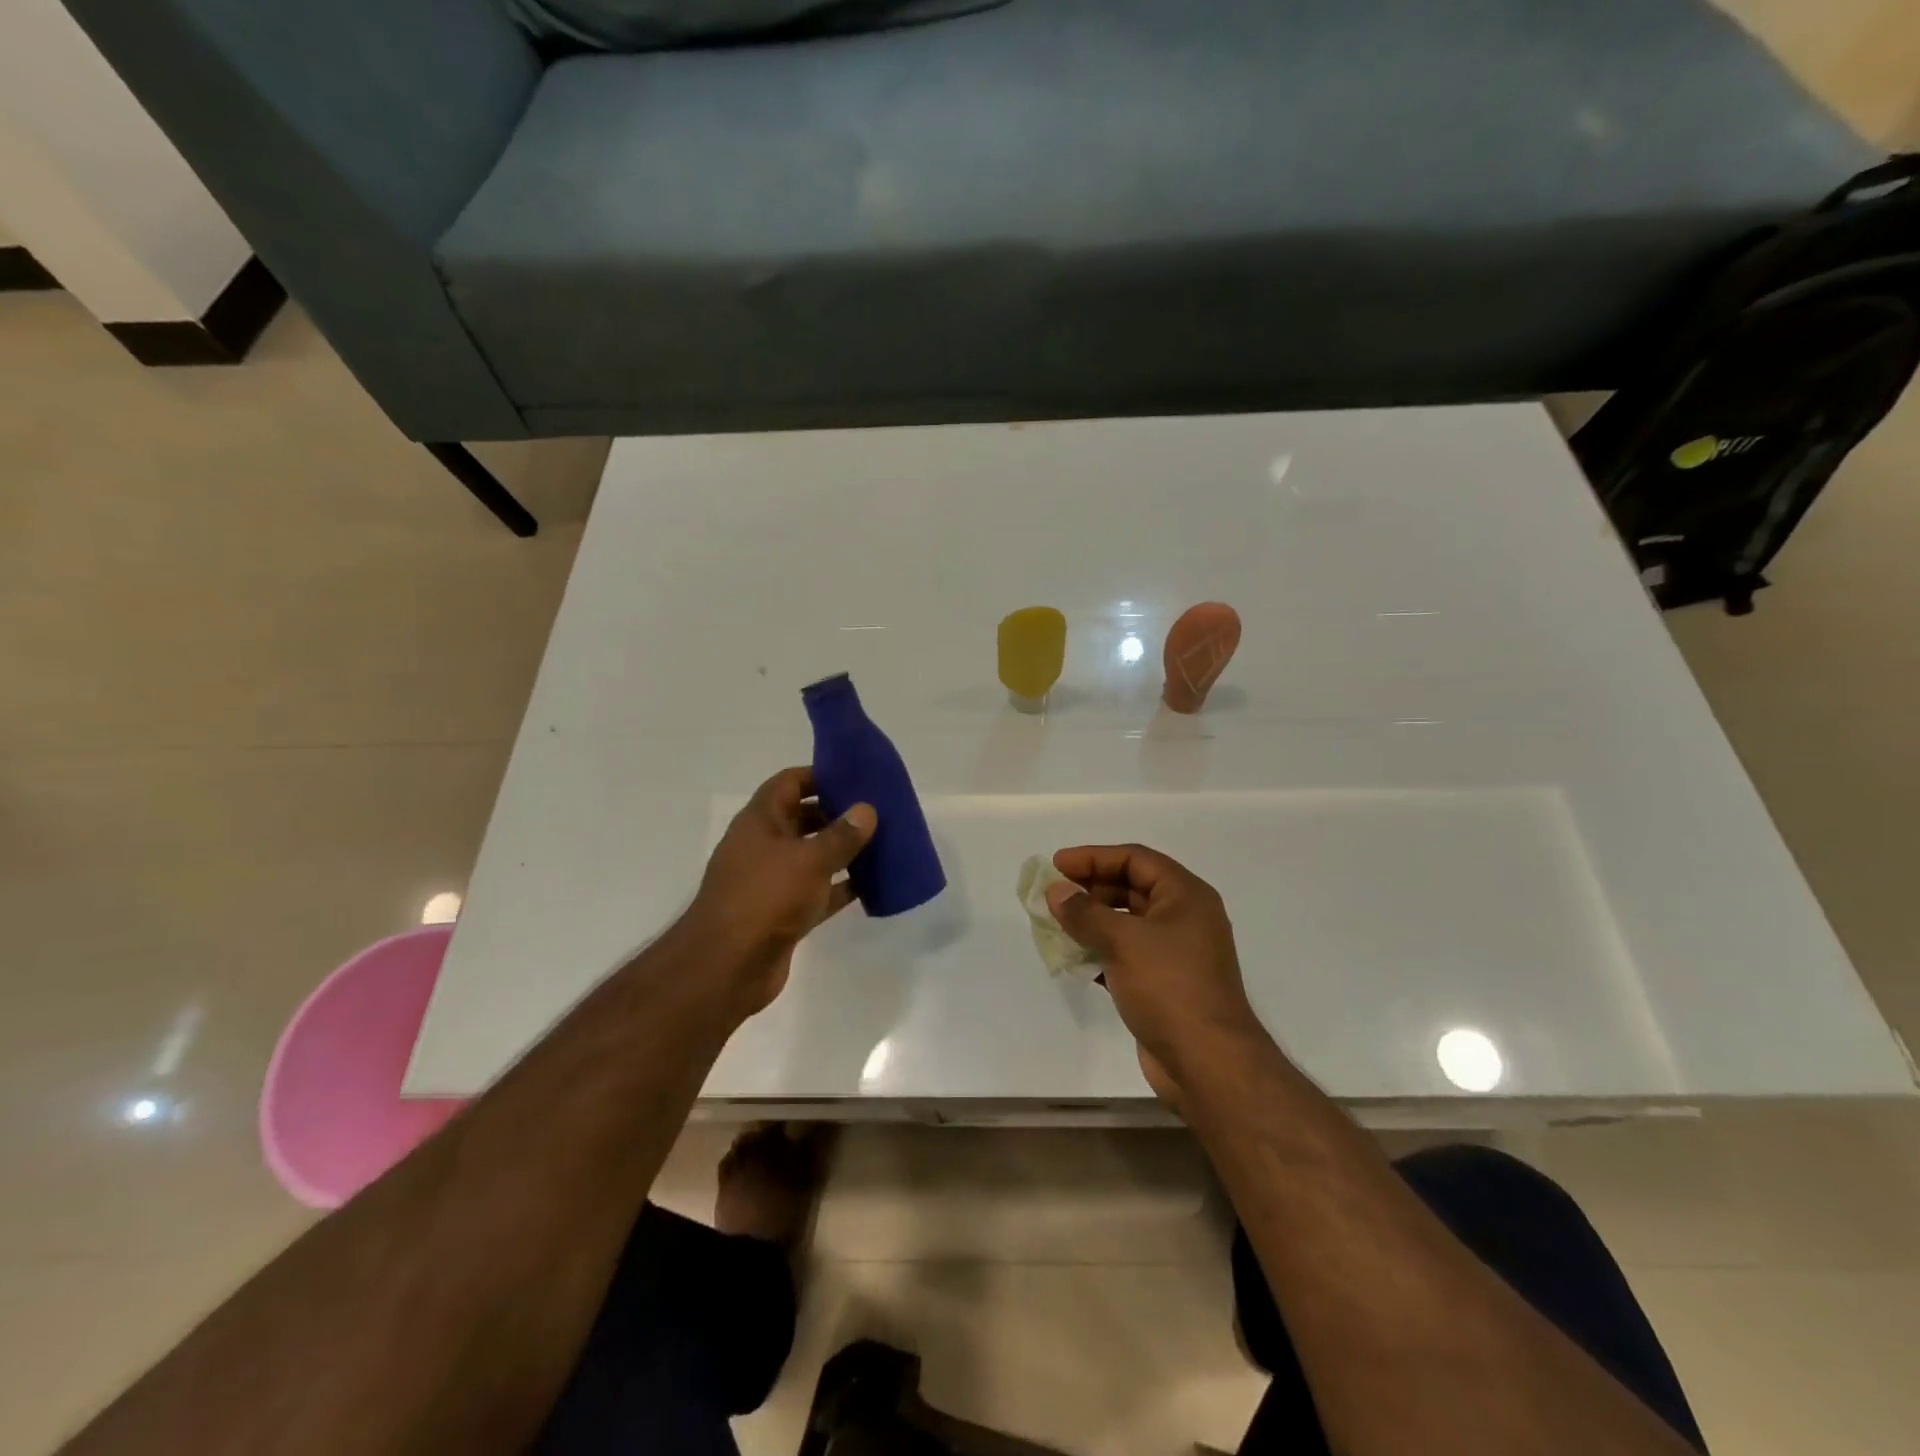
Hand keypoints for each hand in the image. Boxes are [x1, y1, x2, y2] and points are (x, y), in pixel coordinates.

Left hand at [687, 767, 876, 1015]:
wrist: (728, 967)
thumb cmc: (766, 898)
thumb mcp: (810, 859)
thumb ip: (842, 834)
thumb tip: (866, 810)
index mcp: (760, 821)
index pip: (789, 783)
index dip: (819, 775)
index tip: (855, 776)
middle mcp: (763, 846)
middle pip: (802, 818)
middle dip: (836, 814)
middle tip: (876, 811)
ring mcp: (772, 882)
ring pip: (812, 856)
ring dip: (842, 851)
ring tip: (882, 843)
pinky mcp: (783, 914)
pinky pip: (817, 892)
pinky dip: (840, 887)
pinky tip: (872, 884)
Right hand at [1045, 844, 1264, 1106]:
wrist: (1207, 1063)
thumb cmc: (1169, 987)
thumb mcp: (1123, 941)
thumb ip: (1085, 912)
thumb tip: (1056, 891)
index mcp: (1186, 895)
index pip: (1135, 859)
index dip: (1094, 857)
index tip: (1057, 865)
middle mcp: (1184, 917)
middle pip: (1131, 887)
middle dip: (1090, 888)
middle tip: (1052, 895)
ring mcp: (1175, 952)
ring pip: (1126, 923)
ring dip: (1091, 921)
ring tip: (1055, 924)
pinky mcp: (1163, 983)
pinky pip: (1126, 953)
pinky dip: (1100, 951)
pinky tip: (1073, 959)